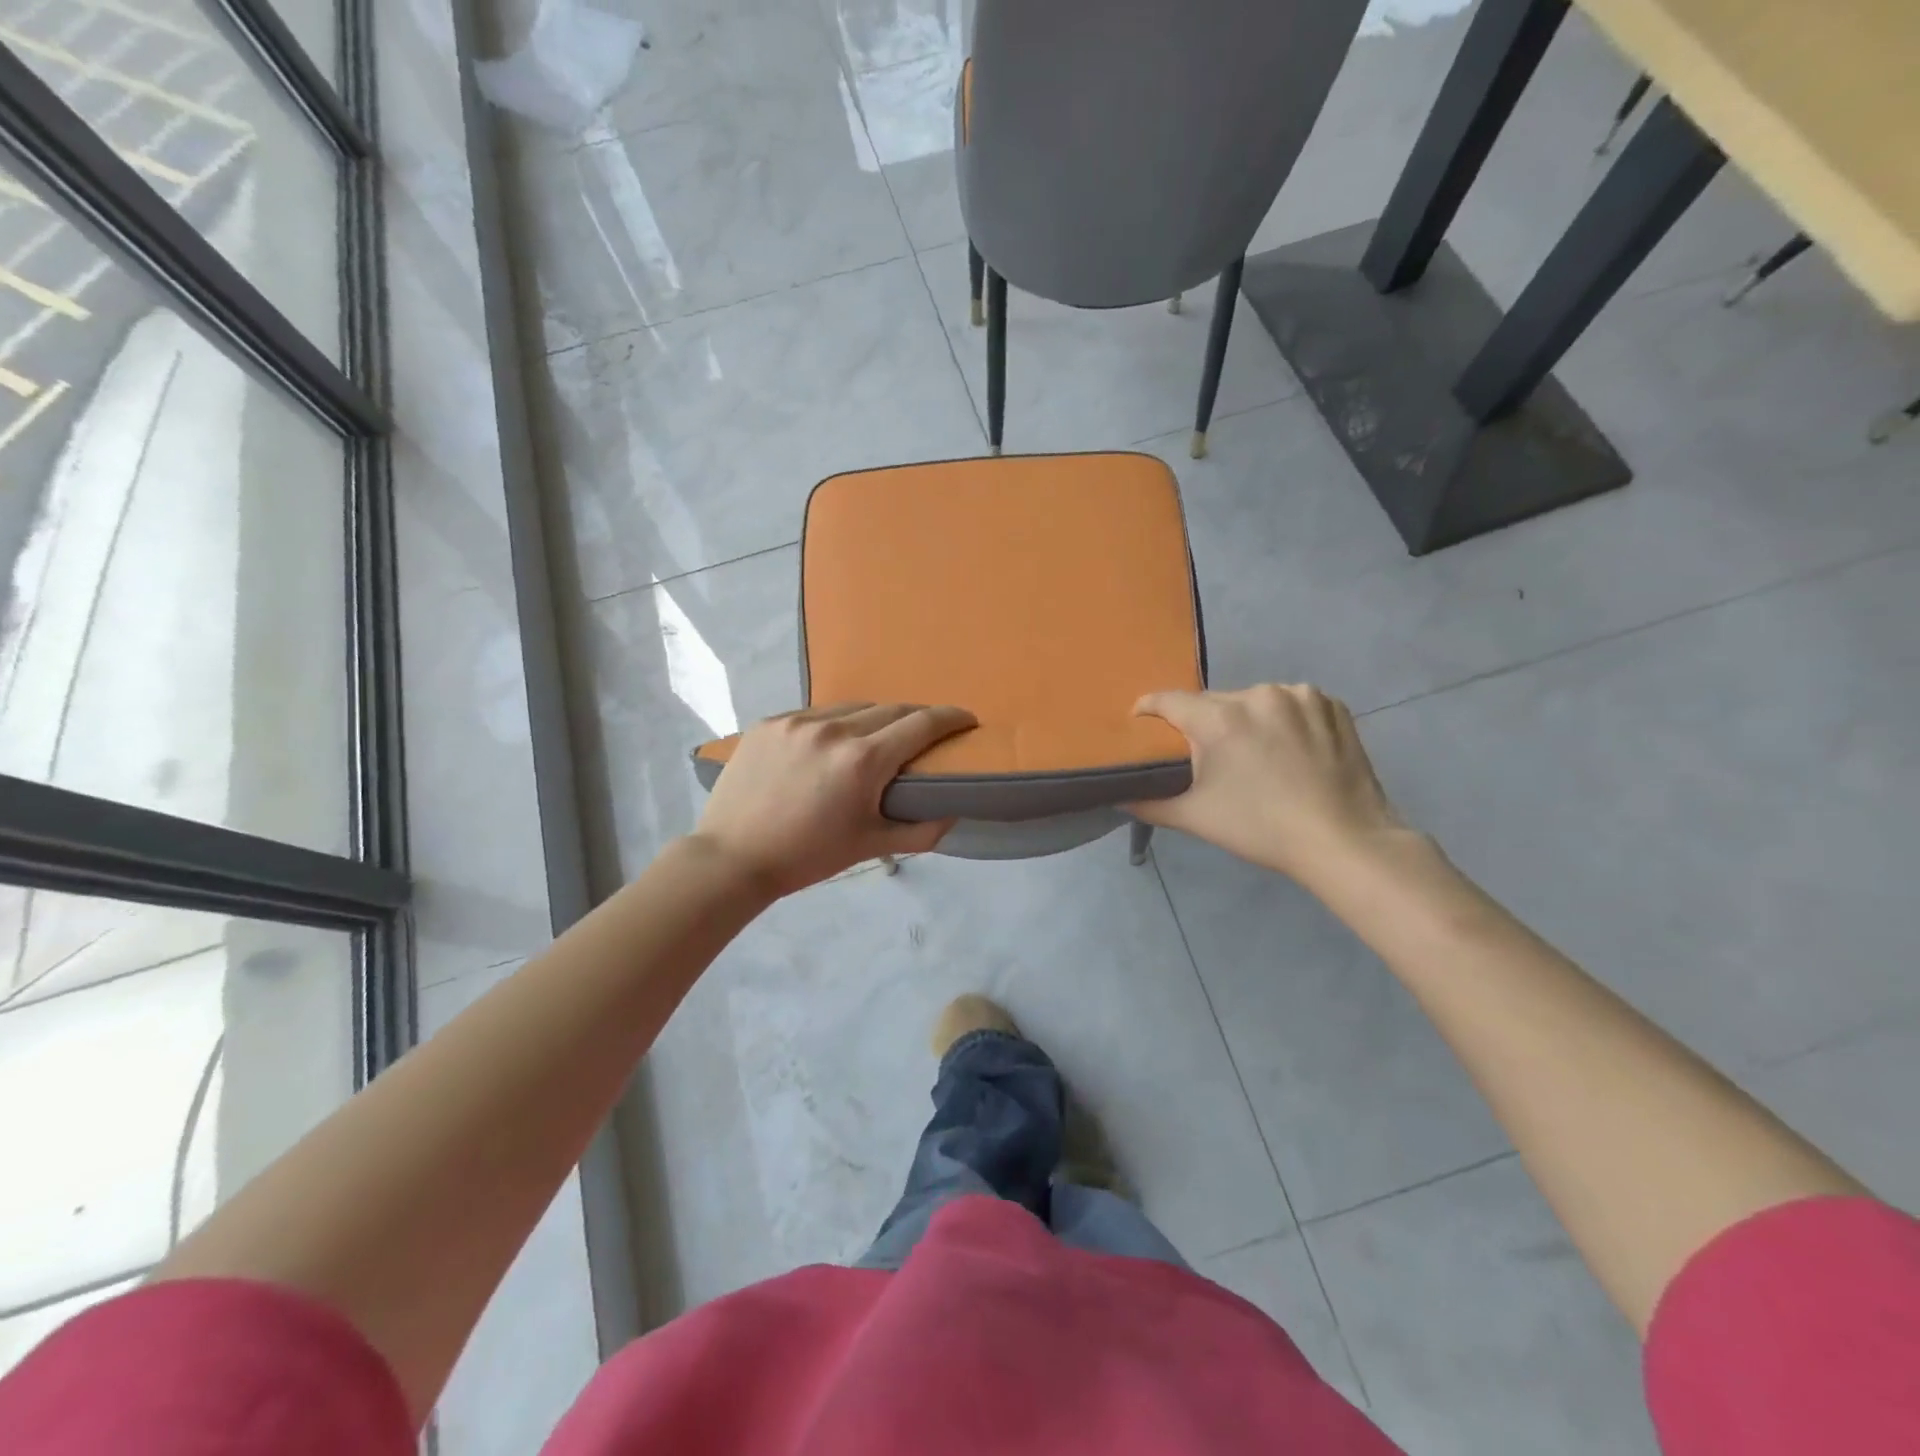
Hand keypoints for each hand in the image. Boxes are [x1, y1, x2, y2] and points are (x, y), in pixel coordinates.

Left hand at [691, 702, 976, 897]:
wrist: (732, 857)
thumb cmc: (807, 856)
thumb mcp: (869, 847)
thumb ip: (920, 830)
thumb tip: (952, 812)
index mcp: (862, 760)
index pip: (921, 724)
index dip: (951, 718)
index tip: (967, 719)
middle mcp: (833, 729)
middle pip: (891, 709)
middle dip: (916, 718)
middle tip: (926, 734)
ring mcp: (798, 721)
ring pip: (853, 707)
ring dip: (874, 718)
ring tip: (876, 738)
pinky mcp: (770, 722)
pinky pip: (816, 713)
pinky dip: (835, 724)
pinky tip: (831, 744)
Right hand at [1132, 685, 1409, 886]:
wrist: (1343, 841)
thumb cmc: (1261, 828)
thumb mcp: (1195, 818)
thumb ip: (1149, 803)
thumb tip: (1117, 798)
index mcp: (1219, 718)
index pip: (1168, 700)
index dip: (1149, 709)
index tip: (1141, 721)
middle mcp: (1257, 695)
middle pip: (1213, 702)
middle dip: (1203, 723)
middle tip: (1204, 754)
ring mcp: (1299, 696)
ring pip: (1253, 701)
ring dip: (1245, 720)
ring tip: (1253, 754)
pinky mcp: (1331, 705)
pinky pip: (1292, 704)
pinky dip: (1283, 719)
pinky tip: (1289, 748)